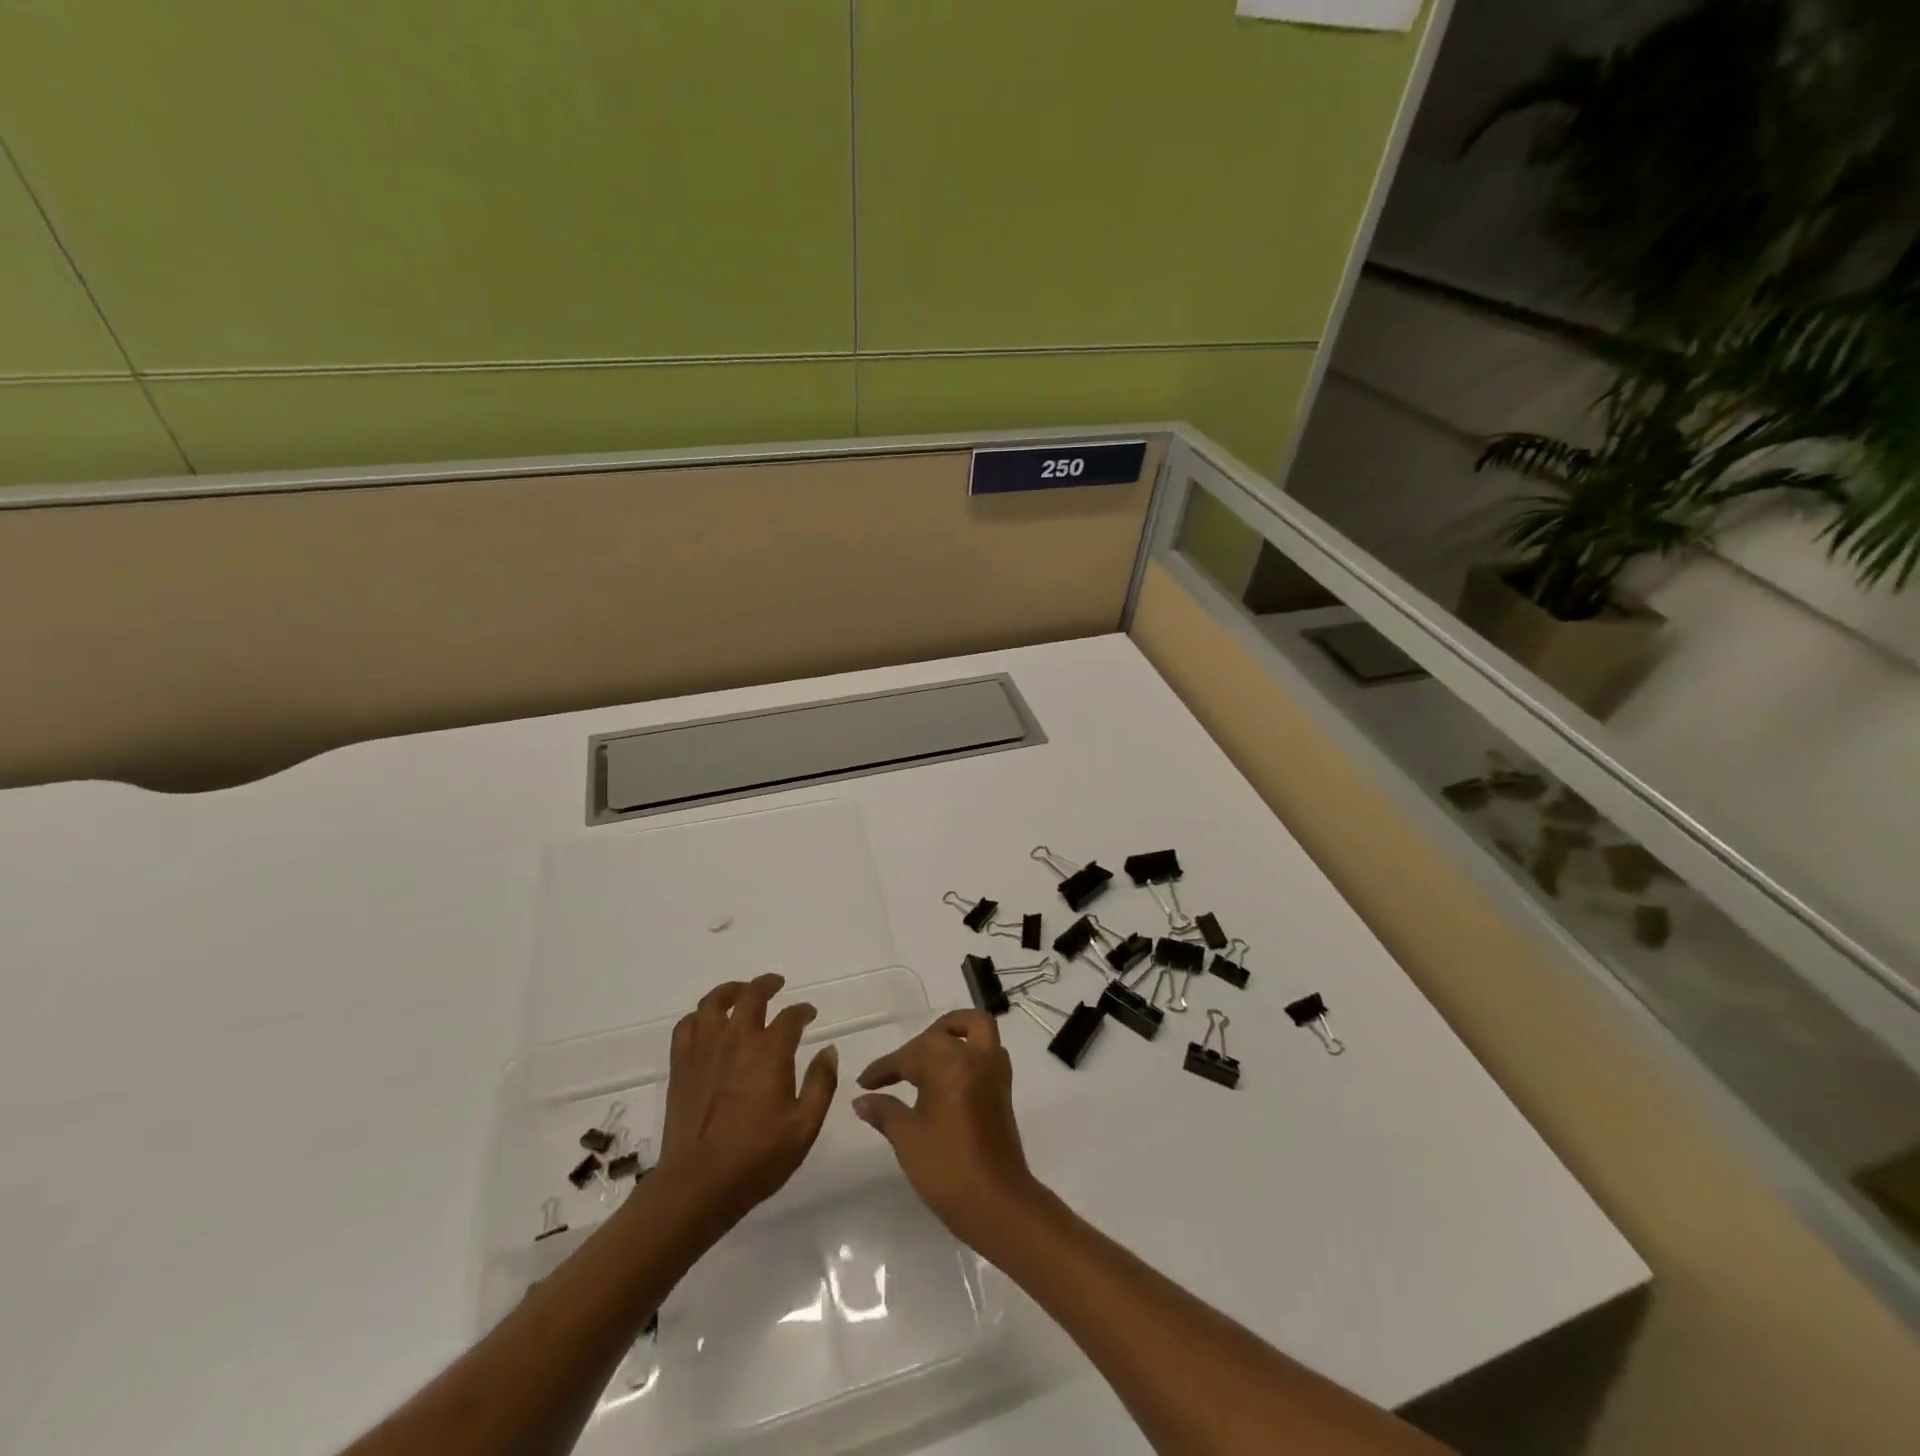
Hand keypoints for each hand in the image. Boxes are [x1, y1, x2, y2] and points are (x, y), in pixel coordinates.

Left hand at [654, 974, 838, 1229]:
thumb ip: (822, 1084)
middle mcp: (737, 1040)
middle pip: (752, 996)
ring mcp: (705, 1050)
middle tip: (777, 984)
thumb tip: (829, 1050)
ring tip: (741, 992)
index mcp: (770, 1052)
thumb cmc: (757, 1158)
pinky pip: (687, 1026)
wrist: (697, 1185)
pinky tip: (708, 1023)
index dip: (803, 1011)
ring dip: (731, 990)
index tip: (809, 1014)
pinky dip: (700, 1016)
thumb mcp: (804, 1127)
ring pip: (714, 1002)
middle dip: (768, 985)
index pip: (791, 1016)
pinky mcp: (681, 1066)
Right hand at [852, 1010, 1041, 1248]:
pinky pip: (987, 1051)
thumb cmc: (946, 1167)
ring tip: (928, 1058)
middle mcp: (976, 1057)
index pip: (909, 1055)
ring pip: (977, 1029)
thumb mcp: (907, 1138)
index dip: (884, 1068)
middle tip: (898, 1068)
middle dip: (919, 1043)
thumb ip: (884, 1111)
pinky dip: (969, 1050)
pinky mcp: (1004, 1090)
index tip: (864, 1082)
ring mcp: (995, 1072)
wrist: (996, 1202)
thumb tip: (861, 1100)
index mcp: (949, 1063)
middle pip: (945, 1032)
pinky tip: (948, 1076)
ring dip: (954, 1033)